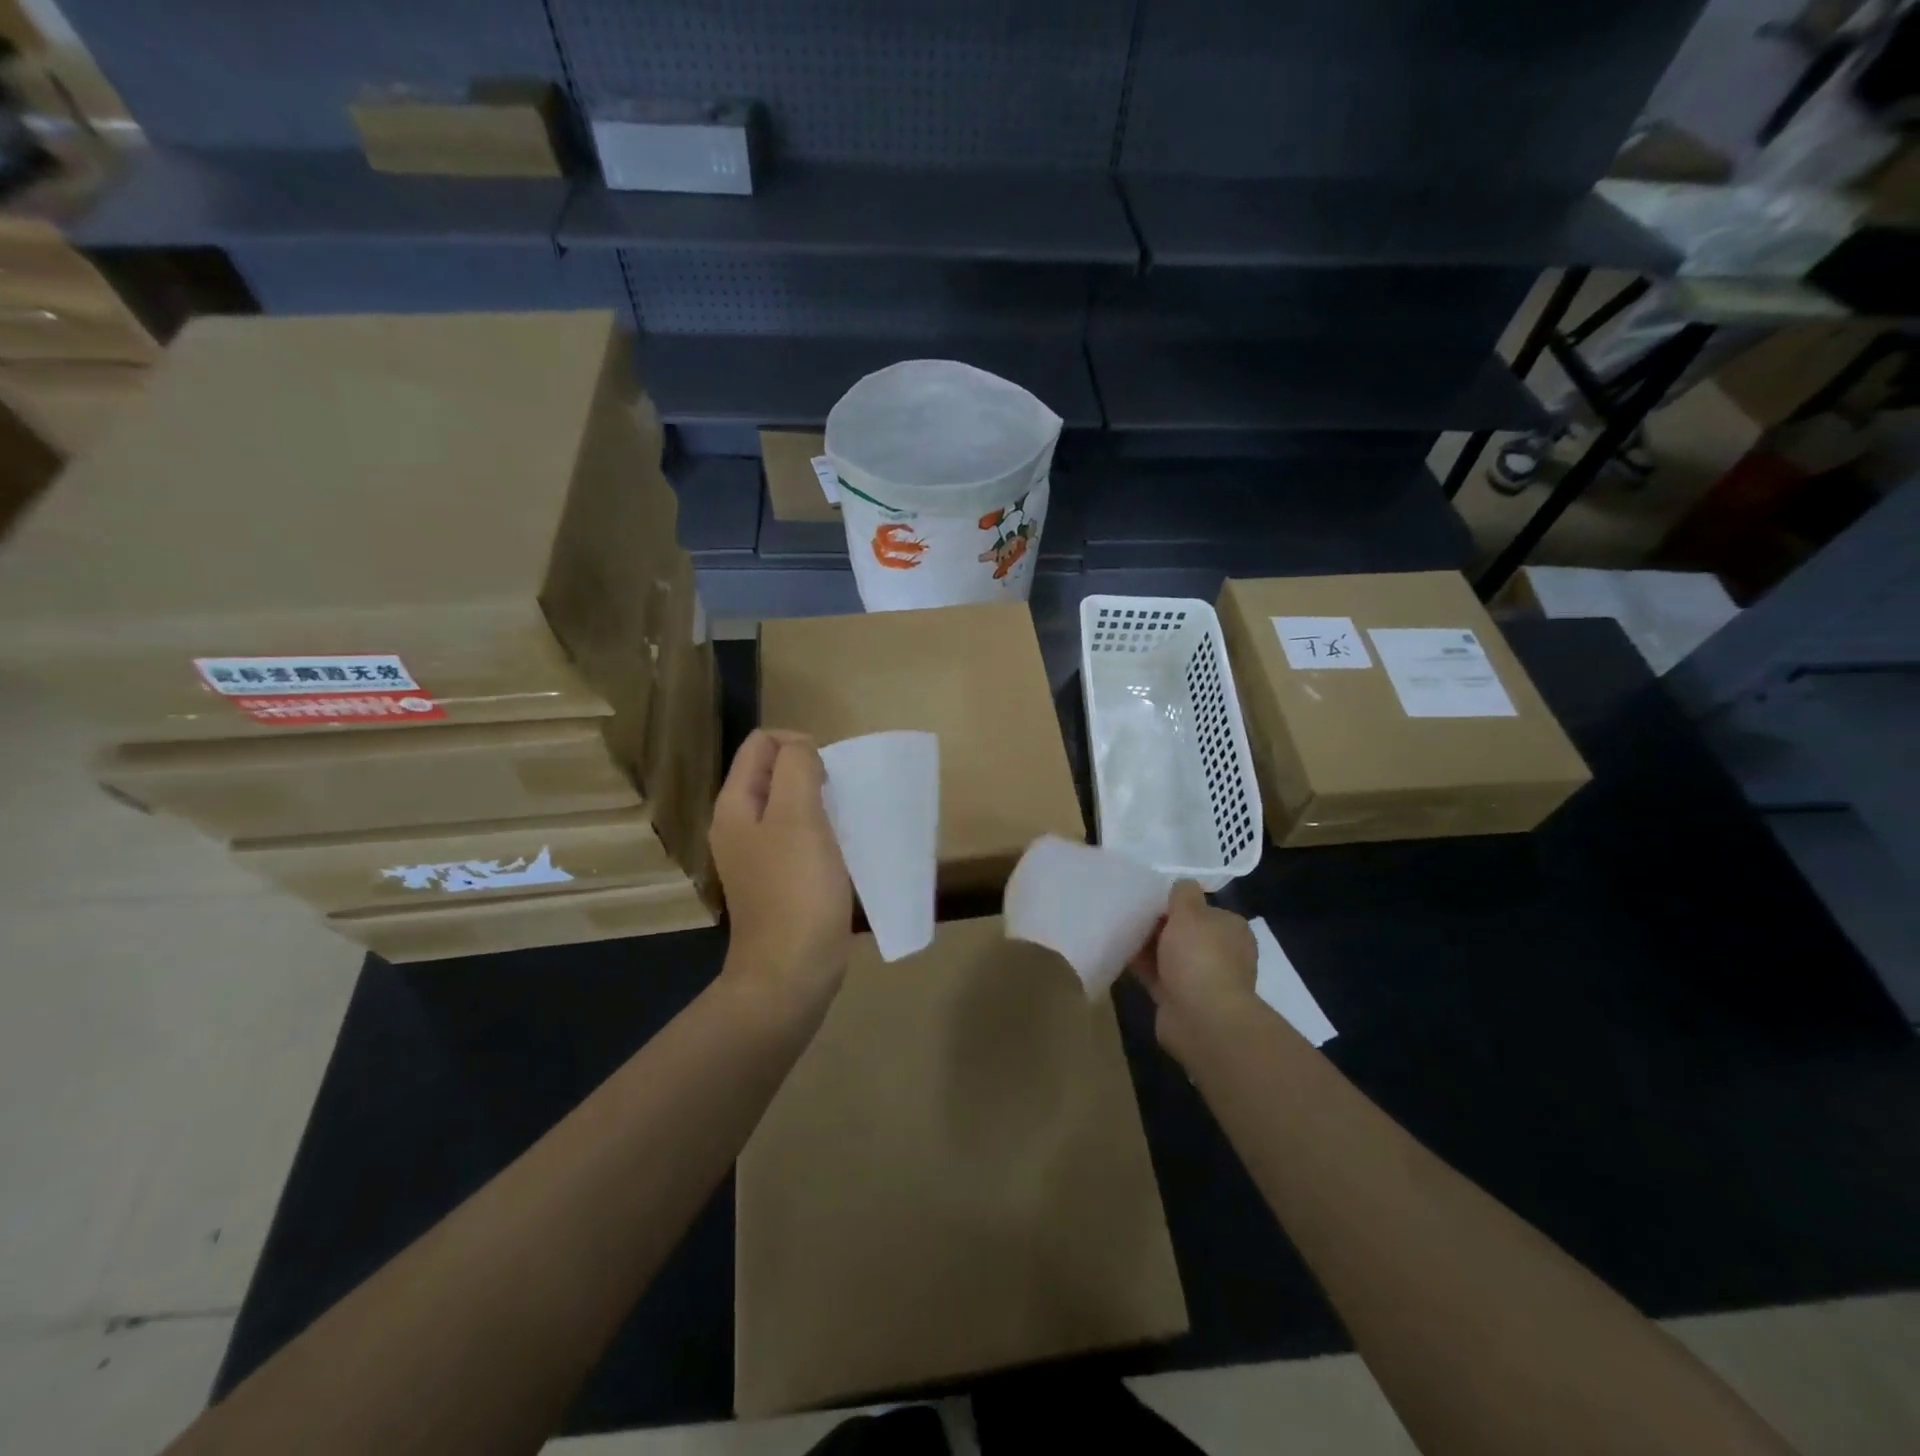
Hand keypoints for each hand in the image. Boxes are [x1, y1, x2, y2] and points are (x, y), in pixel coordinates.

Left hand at [710, 730, 852, 1014]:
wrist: (791, 972)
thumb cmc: (796, 890)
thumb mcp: (798, 817)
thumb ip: (797, 769)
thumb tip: (802, 749)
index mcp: (735, 804)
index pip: (761, 743)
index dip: (798, 744)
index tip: (828, 775)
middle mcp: (739, 824)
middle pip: (774, 771)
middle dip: (810, 771)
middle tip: (839, 799)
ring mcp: (758, 854)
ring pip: (789, 803)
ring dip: (819, 802)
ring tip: (844, 821)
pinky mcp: (779, 879)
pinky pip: (799, 835)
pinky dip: (821, 831)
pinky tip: (840, 849)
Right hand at [1130, 880, 1258, 1063]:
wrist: (1203, 1019)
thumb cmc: (1200, 956)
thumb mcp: (1190, 911)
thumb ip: (1183, 893)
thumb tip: (1181, 886)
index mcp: (1231, 929)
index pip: (1202, 909)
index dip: (1176, 903)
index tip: (1149, 899)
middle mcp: (1222, 953)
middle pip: (1184, 932)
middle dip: (1159, 925)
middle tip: (1129, 913)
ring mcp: (1202, 978)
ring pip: (1169, 954)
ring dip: (1148, 946)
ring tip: (1119, 930)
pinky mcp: (1181, 999)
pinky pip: (1157, 975)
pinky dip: (1142, 966)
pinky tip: (1119, 953)